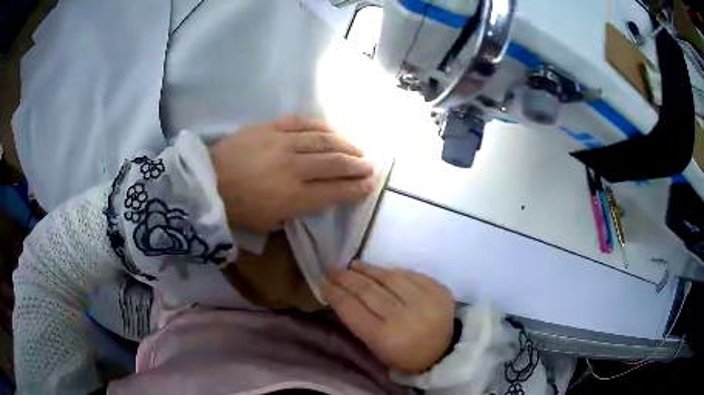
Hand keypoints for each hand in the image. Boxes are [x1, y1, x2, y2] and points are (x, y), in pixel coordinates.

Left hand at [210, 115, 374, 230]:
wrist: (206, 182)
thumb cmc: (237, 209)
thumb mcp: (269, 223)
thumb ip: (297, 210)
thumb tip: (317, 196)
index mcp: (292, 198)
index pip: (334, 191)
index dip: (356, 188)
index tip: (369, 185)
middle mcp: (293, 168)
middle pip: (334, 163)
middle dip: (357, 165)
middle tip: (370, 166)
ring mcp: (282, 143)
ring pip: (323, 140)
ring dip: (345, 145)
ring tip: (357, 149)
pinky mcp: (270, 127)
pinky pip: (302, 122)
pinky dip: (322, 127)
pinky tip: (332, 130)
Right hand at [323, 262, 454, 373]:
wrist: (444, 353)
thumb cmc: (404, 356)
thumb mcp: (376, 348)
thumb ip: (359, 322)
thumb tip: (341, 294)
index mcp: (385, 338)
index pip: (352, 308)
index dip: (335, 293)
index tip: (323, 283)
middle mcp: (405, 317)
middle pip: (368, 290)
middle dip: (346, 278)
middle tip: (334, 271)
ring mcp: (425, 301)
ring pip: (389, 277)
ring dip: (368, 269)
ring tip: (354, 265)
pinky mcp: (440, 290)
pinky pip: (410, 274)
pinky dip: (392, 272)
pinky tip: (381, 271)